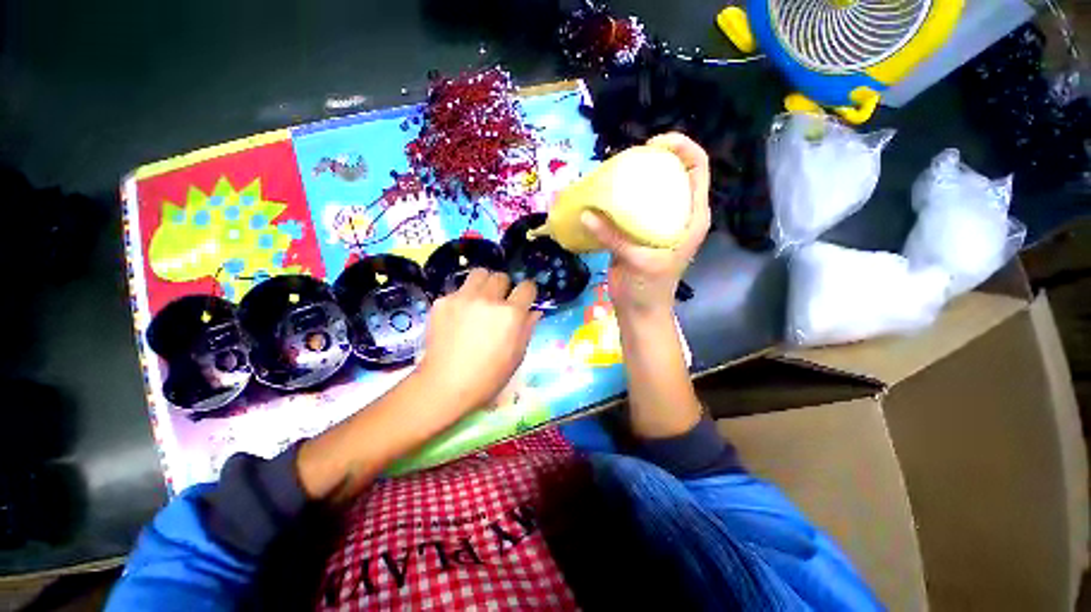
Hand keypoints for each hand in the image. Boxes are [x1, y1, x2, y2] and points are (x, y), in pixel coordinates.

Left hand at [415, 269, 541, 415]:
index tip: (524, 300)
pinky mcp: (442, 302)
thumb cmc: (489, 376)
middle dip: (504, 288)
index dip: (528, 293)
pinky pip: (458, 290)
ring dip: (484, 284)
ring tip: (479, 301)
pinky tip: (457, 318)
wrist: (445, 385)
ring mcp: (463, 298)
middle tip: (499, 304)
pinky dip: (463, 299)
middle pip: (502, 277)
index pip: (527, 286)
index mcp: (511, 314)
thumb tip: (534, 311)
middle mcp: (489, 299)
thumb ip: (528, 328)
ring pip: (479, 274)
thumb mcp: (517, 355)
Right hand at [582, 133, 710, 314]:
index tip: (653, 145)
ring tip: (613, 173)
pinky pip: (631, 208)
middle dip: (654, 159)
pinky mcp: (638, 231)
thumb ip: (613, 237)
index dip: (682, 148)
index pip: (697, 168)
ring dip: (635, 179)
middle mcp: (678, 214)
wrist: (639, 310)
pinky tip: (604, 197)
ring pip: (651, 190)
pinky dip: (619, 200)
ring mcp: (657, 223)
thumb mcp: (637, 261)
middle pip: (673, 173)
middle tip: (628, 158)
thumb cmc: (649, 288)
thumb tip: (586, 214)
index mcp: (692, 216)